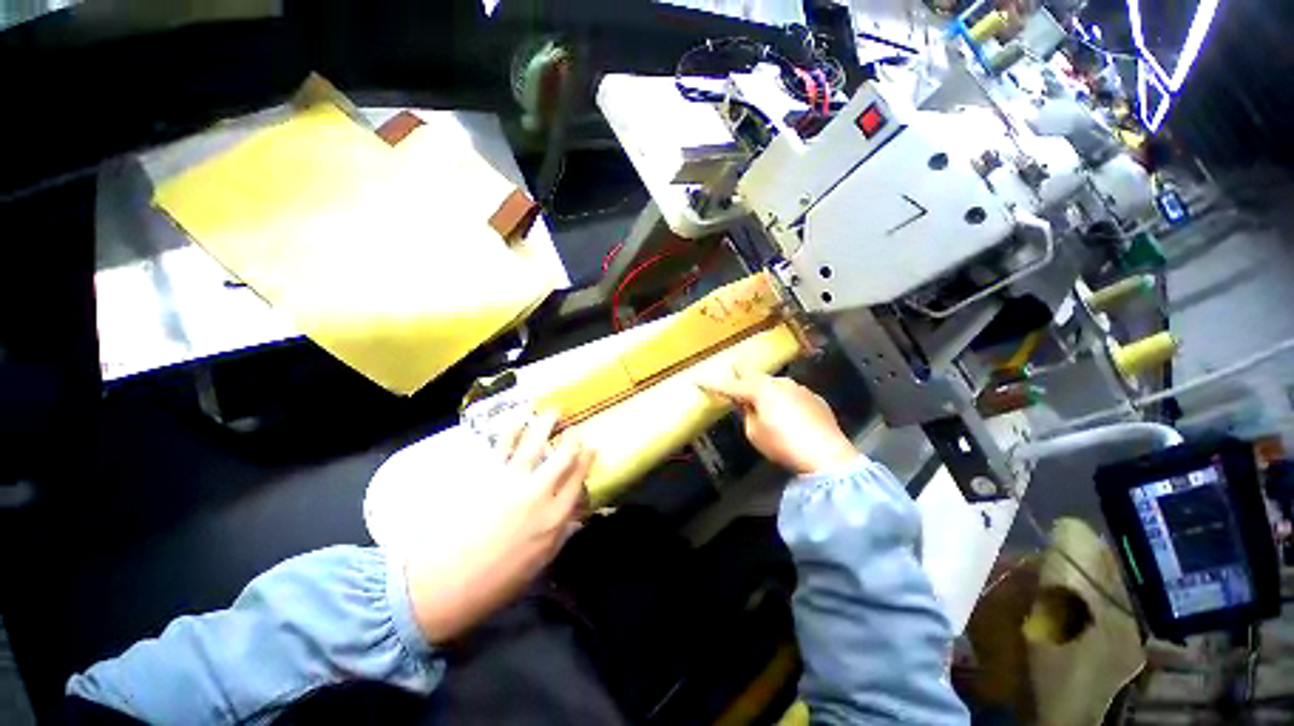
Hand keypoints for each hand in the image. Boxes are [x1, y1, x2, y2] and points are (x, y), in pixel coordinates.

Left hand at [403, 411, 594, 643]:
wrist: (443, 584)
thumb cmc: (495, 582)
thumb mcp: (538, 564)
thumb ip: (560, 534)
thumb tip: (574, 516)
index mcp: (554, 518)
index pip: (578, 479)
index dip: (587, 459)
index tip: (591, 446)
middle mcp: (538, 494)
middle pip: (562, 457)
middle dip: (572, 439)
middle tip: (575, 429)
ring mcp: (511, 481)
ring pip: (535, 444)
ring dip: (546, 424)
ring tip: (553, 411)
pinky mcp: (485, 475)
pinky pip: (503, 445)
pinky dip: (513, 428)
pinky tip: (519, 417)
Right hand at [701, 368, 857, 474]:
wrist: (827, 455)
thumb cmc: (783, 444)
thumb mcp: (755, 433)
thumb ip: (747, 414)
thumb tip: (749, 405)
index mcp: (759, 390)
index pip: (729, 386)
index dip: (712, 385)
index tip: (697, 380)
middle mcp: (779, 383)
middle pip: (754, 374)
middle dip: (742, 373)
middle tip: (734, 367)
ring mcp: (799, 388)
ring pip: (774, 384)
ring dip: (765, 388)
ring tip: (762, 397)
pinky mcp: (814, 398)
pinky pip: (791, 394)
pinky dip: (784, 399)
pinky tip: (787, 412)